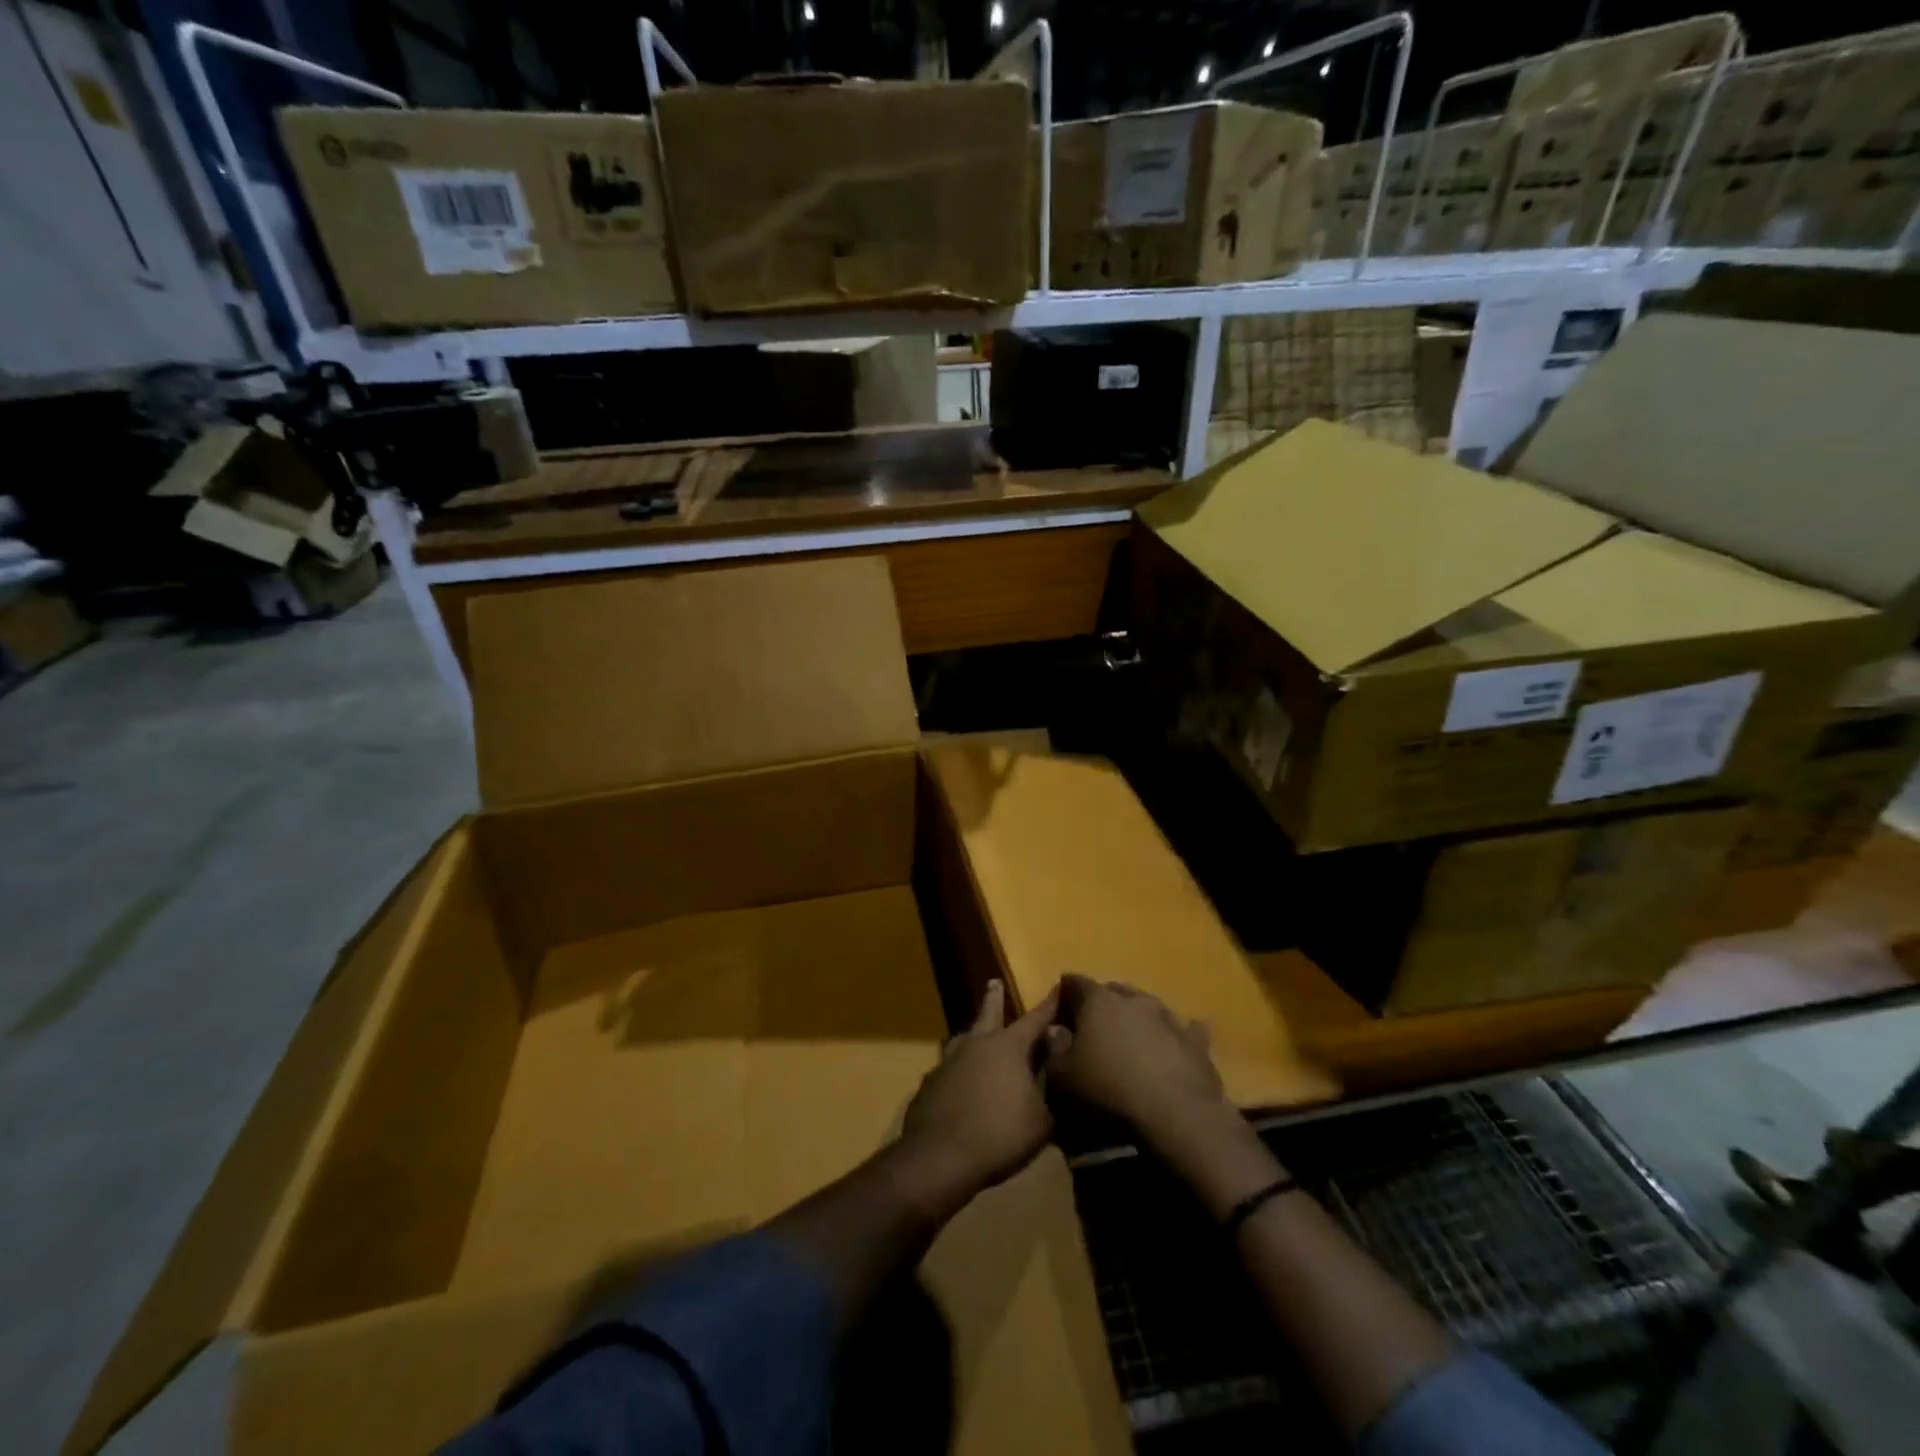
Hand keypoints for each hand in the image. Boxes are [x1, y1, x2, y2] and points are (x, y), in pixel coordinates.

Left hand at [896, 981, 1063, 1216]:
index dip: (1049, 1005)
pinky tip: (957, 1083)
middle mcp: (976, 1044)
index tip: (1058, 986)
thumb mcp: (1042, 1117)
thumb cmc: (1000, 1134)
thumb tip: (1056, 1063)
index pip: (1035, 1019)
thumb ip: (1051, 1087)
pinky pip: (947, 1069)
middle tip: (993, 982)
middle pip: (988, 1014)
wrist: (940, 1157)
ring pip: (961, 1039)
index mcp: (1007, 1047)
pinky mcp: (929, 1084)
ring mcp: (948, 1062)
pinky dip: (956, 1071)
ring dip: (970, 1034)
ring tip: (971, 1033)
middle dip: (994, 998)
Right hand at [1048, 976, 1228, 1150]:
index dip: (1065, 993)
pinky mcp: (1196, 1041)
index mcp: (1098, 1001)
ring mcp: (1169, 1017)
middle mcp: (1134, 999)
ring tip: (1132, 1038)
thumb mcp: (1063, 1077)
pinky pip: (1184, 1030)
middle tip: (1094, 1024)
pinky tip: (1173, 1047)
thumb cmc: (1108, 1090)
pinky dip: (1174, 1036)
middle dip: (1102, 1002)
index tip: (1060, 1007)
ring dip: (1138, 1017)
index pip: (1075, 982)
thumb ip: (1054, 1049)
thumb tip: (1055, 1030)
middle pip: (1113, 990)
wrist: (1174, 1114)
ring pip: (1148, 1006)